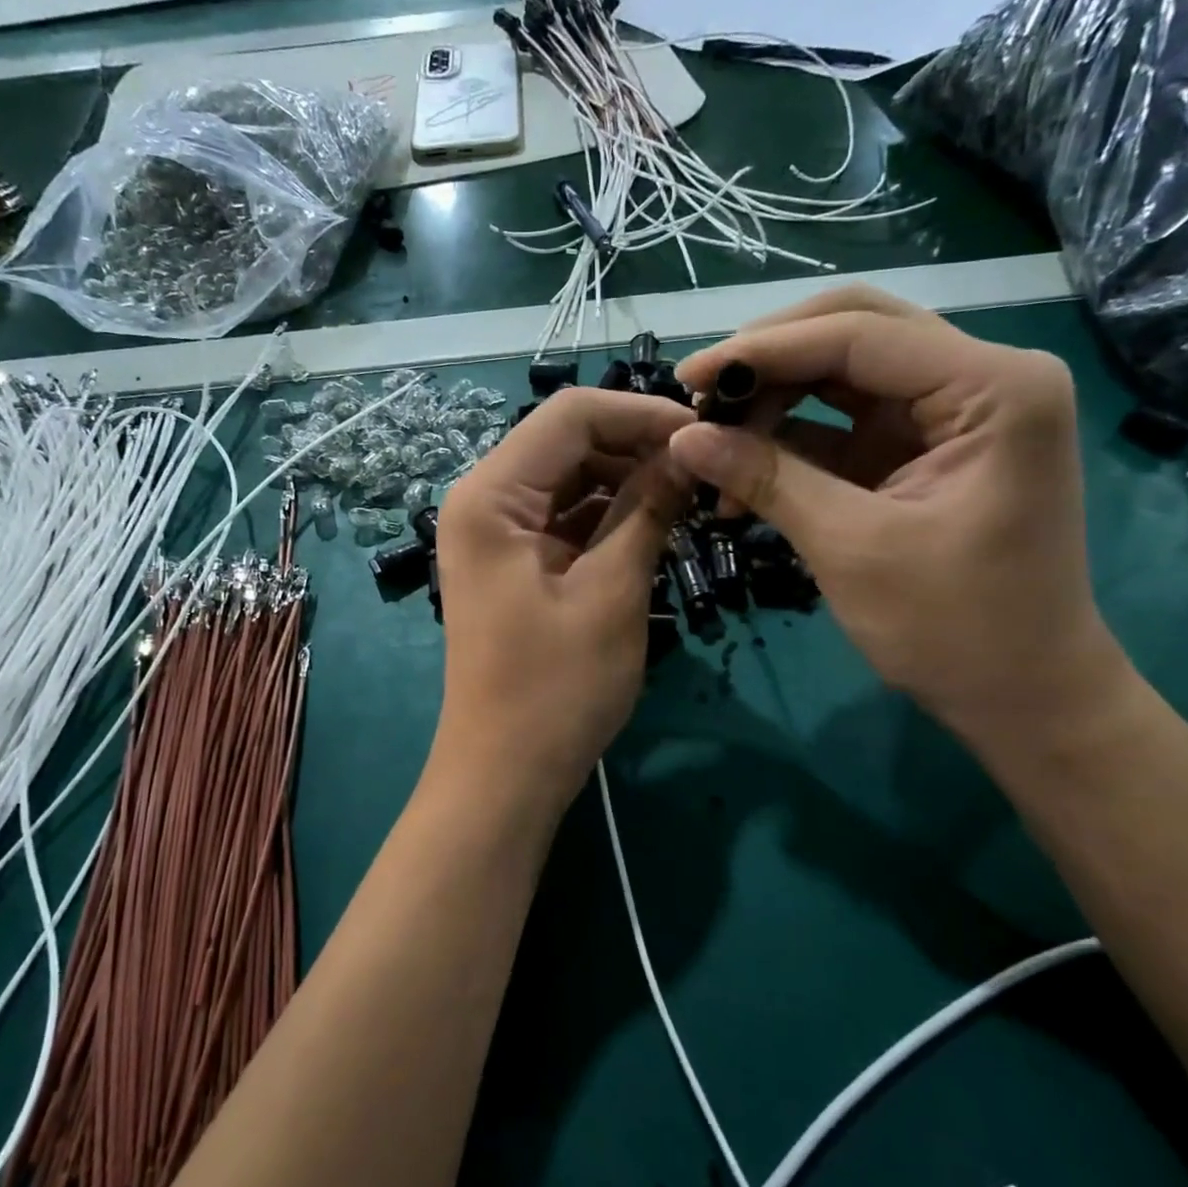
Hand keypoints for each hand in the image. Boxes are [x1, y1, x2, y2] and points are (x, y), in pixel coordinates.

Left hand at [431, 387, 692, 810]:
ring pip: (570, 478)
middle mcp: (483, 500)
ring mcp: (495, 532)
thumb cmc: (556, 689)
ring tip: (687, 498)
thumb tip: (689, 451)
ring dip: (627, 481)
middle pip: (568, 441)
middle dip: (636, 446)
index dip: (641, 413)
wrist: (506, 773)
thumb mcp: (612, 592)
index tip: (704, 434)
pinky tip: (653, 525)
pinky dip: (608, 515)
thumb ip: (648, 510)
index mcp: (490, 496)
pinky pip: (565, 517)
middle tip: (703, 469)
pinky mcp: (513, 562)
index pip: (571, 415)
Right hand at [669, 285, 1128, 742]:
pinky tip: (741, 472)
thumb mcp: (851, 547)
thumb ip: (767, 478)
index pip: (859, 336)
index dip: (762, 350)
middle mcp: (980, 378)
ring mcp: (949, 413)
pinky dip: (790, 441)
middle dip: (769, 362)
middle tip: (700, 398)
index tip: (687, 378)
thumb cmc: (955, 627)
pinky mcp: (920, 448)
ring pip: (841, 374)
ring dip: (773, 403)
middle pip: (854, 333)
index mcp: (992, 388)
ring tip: (713, 448)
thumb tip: (682, 436)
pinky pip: (842, 423)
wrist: (1023, 695)